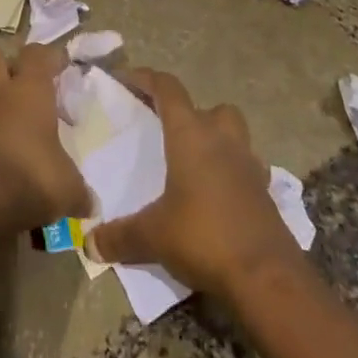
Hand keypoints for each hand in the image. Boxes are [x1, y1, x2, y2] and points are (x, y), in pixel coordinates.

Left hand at [0, 44, 90, 232]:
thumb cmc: (32, 178)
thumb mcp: (68, 187)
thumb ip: (79, 190)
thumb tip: (90, 204)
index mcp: (29, 90)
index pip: (38, 55)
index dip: (51, 57)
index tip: (63, 65)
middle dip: (11, 67)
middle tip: (30, 86)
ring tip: (19, 125)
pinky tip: (4, 152)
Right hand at [85, 68, 299, 299]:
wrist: (268, 278)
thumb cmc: (204, 237)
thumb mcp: (153, 236)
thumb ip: (120, 236)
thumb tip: (89, 244)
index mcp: (190, 135)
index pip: (168, 89)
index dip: (146, 79)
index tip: (125, 80)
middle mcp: (222, 140)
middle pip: (210, 108)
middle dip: (191, 114)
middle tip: (168, 132)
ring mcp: (249, 165)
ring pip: (234, 135)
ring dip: (216, 140)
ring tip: (194, 163)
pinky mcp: (266, 194)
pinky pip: (247, 169)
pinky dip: (232, 174)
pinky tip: (216, 197)